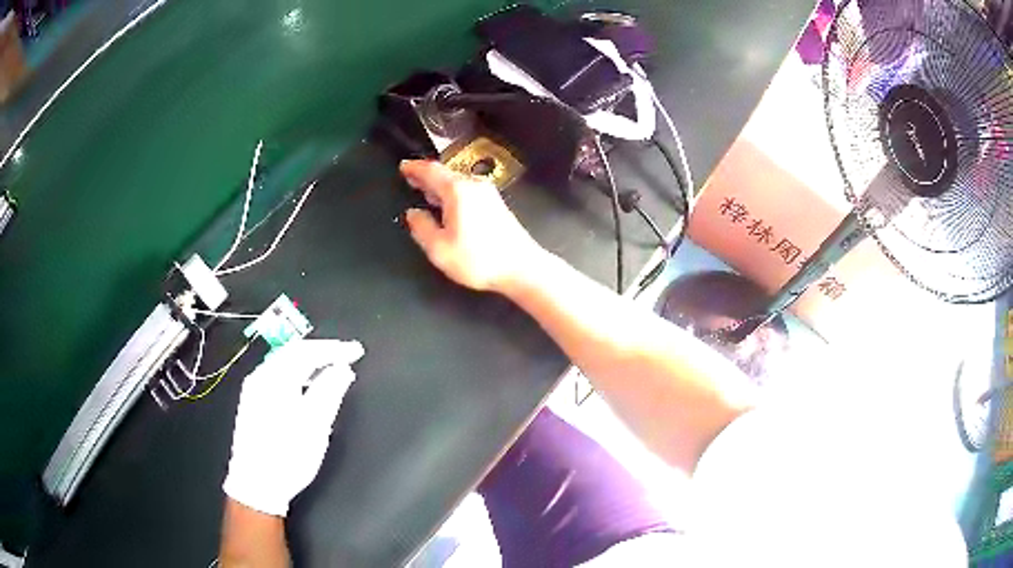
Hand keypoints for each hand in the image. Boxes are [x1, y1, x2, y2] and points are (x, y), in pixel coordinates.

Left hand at [223, 339, 364, 516]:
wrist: (256, 483)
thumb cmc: (288, 456)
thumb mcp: (316, 425)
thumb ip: (330, 391)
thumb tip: (343, 369)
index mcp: (276, 379)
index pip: (308, 352)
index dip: (334, 349)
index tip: (356, 350)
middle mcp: (260, 377)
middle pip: (293, 351)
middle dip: (321, 350)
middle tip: (344, 353)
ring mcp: (253, 389)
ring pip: (283, 361)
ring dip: (308, 360)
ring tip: (329, 367)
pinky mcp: (251, 401)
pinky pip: (276, 374)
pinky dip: (295, 371)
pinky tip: (306, 384)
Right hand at [401, 160, 545, 292]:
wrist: (520, 268)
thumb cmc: (479, 260)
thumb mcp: (439, 248)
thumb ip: (421, 227)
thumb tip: (412, 214)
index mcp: (457, 190)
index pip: (430, 170)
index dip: (414, 168)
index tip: (403, 167)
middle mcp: (474, 185)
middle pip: (445, 174)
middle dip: (426, 176)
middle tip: (411, 178)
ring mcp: (488, 194)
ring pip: (457, 182)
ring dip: (440, 185)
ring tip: (426, 192)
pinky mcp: (496, 204)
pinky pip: (468, 191)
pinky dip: (453, 193)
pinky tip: (448, 206)